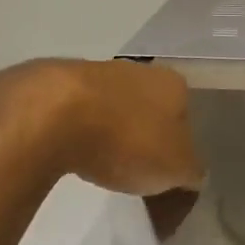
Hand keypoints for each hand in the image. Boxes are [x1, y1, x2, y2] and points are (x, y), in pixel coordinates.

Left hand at [0, 59, 203, 196]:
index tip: (166, 174)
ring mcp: (96, 73)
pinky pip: (78, 114)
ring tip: (100, 166)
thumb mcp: (176, 169)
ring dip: (110, 133)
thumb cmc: (127, 140)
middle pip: (148, 110)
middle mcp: (138, 70)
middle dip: (143, 137)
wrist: (51, 116)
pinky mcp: (57, 84)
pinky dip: (79, 132)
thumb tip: (192, 174)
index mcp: (173, 84)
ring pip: (112, 108)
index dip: (179, 147)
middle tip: (135, 172)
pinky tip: (71, 153)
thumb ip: (191, 171)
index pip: (186, 117)